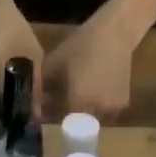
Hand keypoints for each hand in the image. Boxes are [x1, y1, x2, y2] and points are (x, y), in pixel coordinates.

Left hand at [43, 2, 140, 119]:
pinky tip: (91, 89)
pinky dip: (95, 106)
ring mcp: (112, 110)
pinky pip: (104, 113)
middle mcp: (96, 112)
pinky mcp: (123, 105)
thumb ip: (41, 86)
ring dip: (81, 111)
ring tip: (75, 92)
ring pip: (90, 119)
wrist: (115, 33)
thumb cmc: (82, 44)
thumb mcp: (55, 63)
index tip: (43, 107)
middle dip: (64, 113)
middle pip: (74, 123)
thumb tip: (32, 101)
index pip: (58, 121)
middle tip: (57, 97)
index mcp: (77, 103)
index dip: (49, 115)